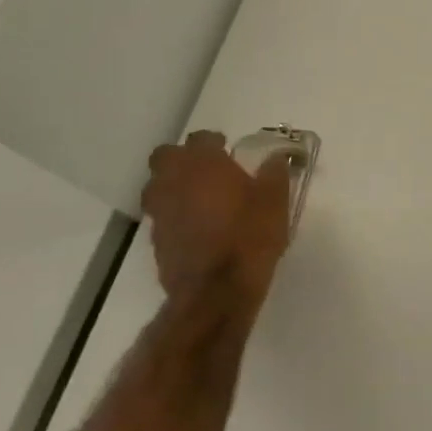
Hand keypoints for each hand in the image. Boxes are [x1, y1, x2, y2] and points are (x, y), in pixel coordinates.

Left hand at [142, 131, 291, 302]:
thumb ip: (274, 175)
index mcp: (203, 164)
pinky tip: (196, 228)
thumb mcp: (275, 202)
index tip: (227, 149)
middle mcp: (174, 181)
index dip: (214, 141)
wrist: (217, 292)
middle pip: (166, 157)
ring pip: (157, 187)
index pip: (201, 138)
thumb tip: (275, 159)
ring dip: (173, 186)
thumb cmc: (250, 237)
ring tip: (198, 199)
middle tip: (206, 170)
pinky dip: (175, 215)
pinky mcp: (156, 240)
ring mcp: (160, 212)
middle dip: (182, 159)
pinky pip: (162, 217)